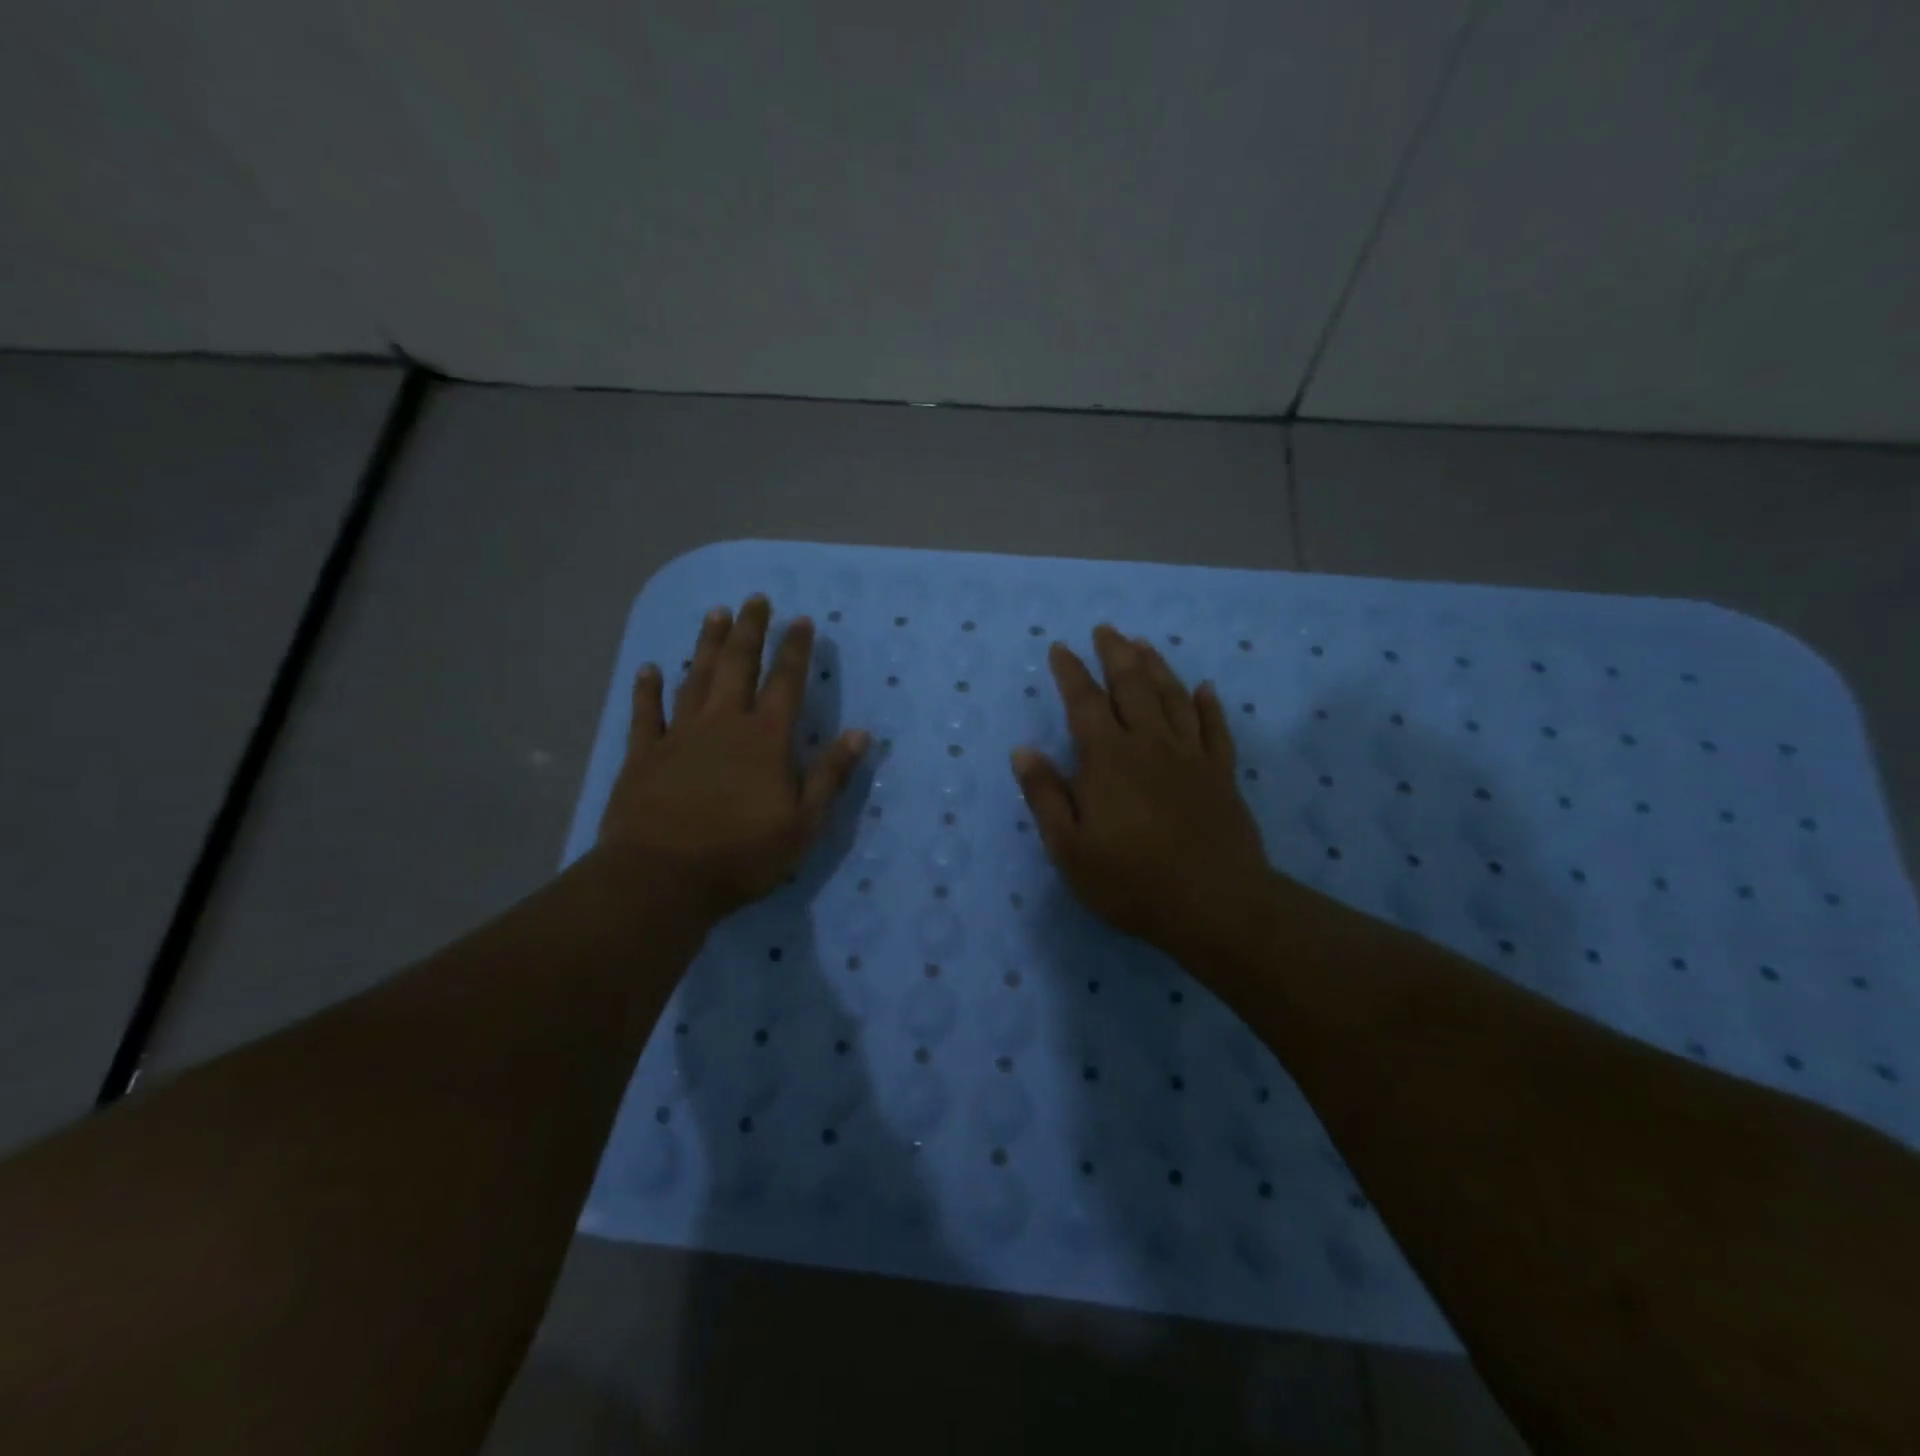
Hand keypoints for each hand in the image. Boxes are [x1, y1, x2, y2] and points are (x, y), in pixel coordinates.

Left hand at [598, 595, 868, 921]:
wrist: (661, 878)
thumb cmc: (741, 855)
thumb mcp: (803, 824)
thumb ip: (829, 776)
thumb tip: (859, 733)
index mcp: (765, 740)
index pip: (786, 684)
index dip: (796, 651)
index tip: (802, 620)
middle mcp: (723, 724)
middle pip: (738, 666)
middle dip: (750, 631)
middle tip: (755, 599)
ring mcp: (679, 736)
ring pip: (695, 678)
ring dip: (707, 646)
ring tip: (715, 614)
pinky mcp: (644, 755)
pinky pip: (646, 713)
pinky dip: (648, 689)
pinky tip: (650, 669)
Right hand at [1011, 626, 1270, 960]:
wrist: (1213, 904)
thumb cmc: (1130, 880)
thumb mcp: (1068, 847)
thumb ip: (1045, 796)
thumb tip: (1022, 750)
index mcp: (1107, 758)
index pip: (1084, 702)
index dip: (1071, 672)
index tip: (1060, 648)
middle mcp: (1149, 744)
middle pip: (1132, 686)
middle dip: (1116, 654)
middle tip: (1106, 629)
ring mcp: (1190, 756)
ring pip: (1173, 697)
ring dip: (1157, 667)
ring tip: (1144, 644)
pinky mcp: (1221, 775)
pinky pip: (1215, 729)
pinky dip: (1208, 705)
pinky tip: (1204, 688)